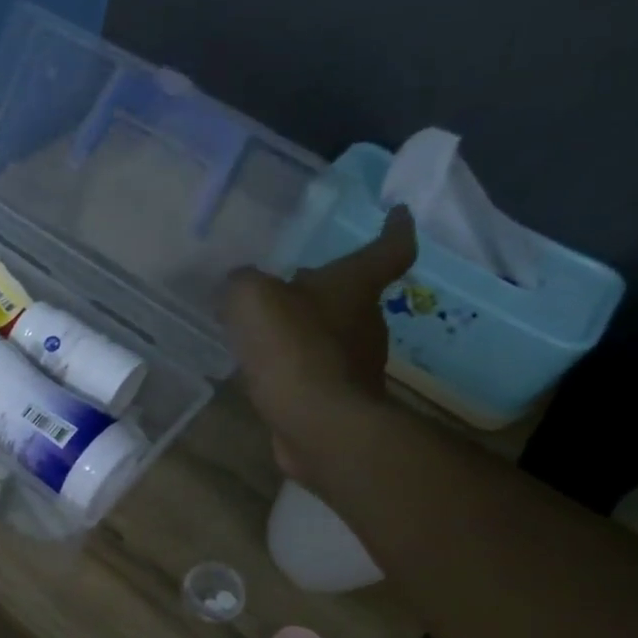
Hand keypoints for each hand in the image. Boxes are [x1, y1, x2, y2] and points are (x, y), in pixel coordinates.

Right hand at [222, 206, 416, 481]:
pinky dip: (294, 365)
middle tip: (291, 280)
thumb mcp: (251, 299)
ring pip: (332, 334)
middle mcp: (366, 321)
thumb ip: (242, 283)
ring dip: (306, 328)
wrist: (317, 424)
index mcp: (355, 285)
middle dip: (325, 286)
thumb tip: (240, 284)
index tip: (397, 212)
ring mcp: (356, 364)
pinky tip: (265, 369)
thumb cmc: (292, 348)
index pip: (389, 248)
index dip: (395, 228)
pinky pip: (314, 370)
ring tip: (266, 328)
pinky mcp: (338, 398)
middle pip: (353, 294)